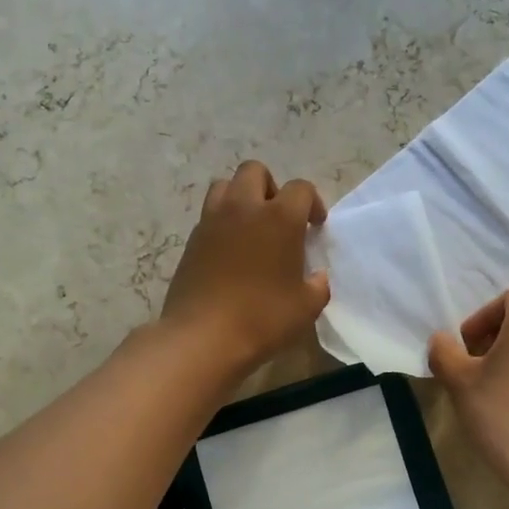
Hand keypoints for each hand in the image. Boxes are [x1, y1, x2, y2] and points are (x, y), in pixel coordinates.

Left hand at [162, 161, 329, 371]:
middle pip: (255, 171)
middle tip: (279, 218)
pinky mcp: (191, 240)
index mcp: (279, 218)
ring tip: (251, 228)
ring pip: (225, 186)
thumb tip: (317, 277)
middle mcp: (243, 208)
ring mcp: (212, 221)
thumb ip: (318, 285)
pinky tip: (231, 253)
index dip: (312, 203)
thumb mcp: (306, 307)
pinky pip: (209, 215)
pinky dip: (222, 223)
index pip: (300, 188)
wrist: (202, 337)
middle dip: (271, 187)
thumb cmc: (263, 318)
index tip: (314, 226)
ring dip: (241, 198)